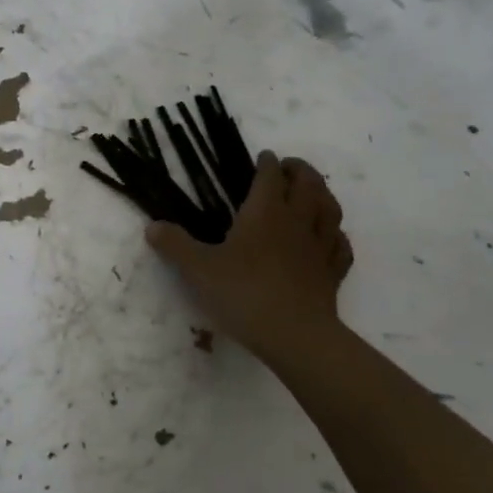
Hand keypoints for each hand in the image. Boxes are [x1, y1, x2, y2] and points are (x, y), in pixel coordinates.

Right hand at [145, 150, 353, 368]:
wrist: (295, 335)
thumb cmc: (244, 293)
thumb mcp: (198, 269)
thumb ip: (175, 245)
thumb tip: (152, 227)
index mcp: (265, 212)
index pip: (270, 175)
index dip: (267, 163)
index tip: (263, 157)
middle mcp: (297, 221)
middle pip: (308, 184)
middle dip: (299, 170)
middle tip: (288, 167)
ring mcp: (320, 247)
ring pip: (329, 209)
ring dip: (322, 194)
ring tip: (311, 192)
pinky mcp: (332, 273)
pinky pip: (340, 245)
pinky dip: (335, 234)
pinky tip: (329, 237)